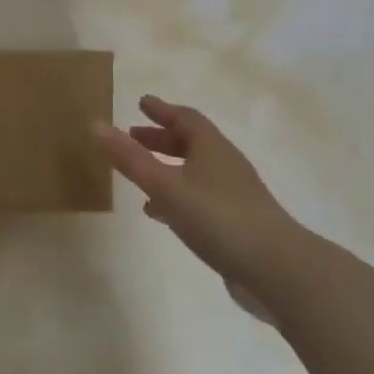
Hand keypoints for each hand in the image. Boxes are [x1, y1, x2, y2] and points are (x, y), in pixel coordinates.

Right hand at [95, 94, 303, 316]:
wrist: (277, 270)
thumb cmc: (218, 218)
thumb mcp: (165, 186)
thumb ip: (130, 158)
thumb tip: (95, 124)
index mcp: (211, 148)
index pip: (186, 118)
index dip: (162, 110)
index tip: (141, 102)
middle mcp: (225, 165)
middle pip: (191, 143)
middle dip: (161, 138)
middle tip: (133, 136)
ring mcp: (233, 195)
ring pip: (194, 171)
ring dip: (167, 167)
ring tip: (139, 175)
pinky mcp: (236, 223)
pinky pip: (199, 198)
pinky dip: (176, 196)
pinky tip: (160, 214)